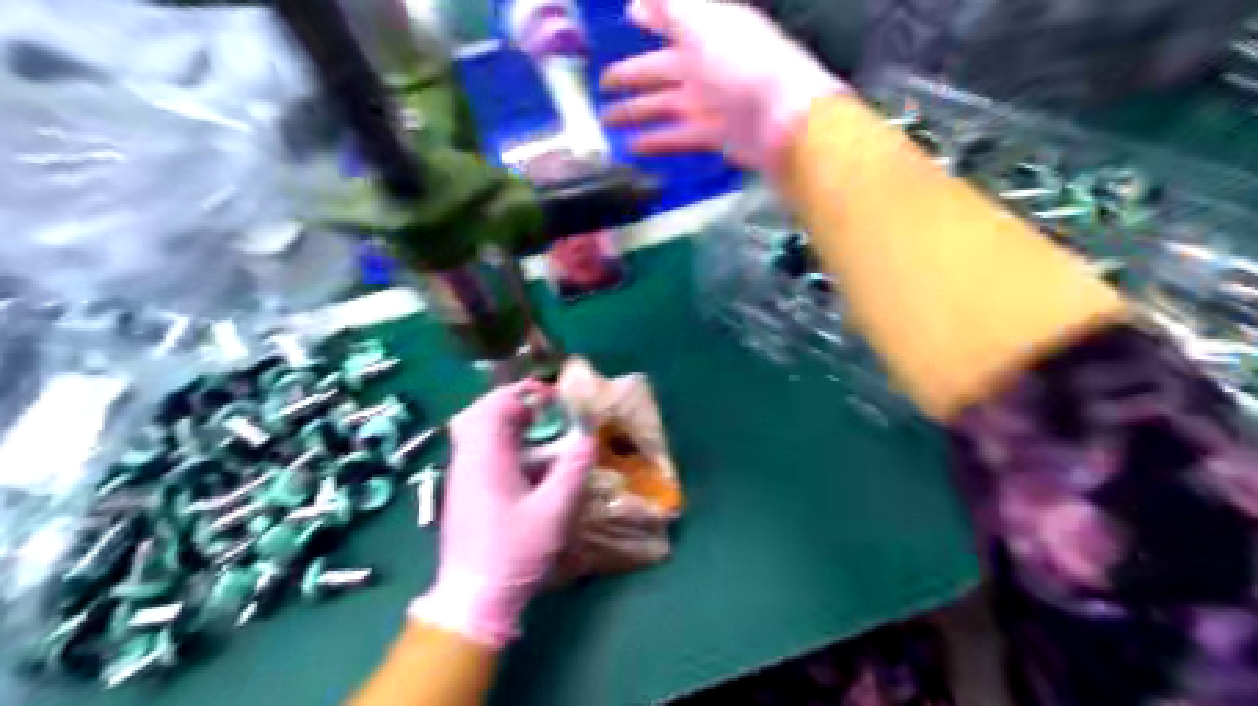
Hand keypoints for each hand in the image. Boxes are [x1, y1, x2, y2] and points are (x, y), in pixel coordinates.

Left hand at [410, 380, 595, 644]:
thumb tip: (588, 439)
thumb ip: (572, 471)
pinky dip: (501, 442)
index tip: (551, 397)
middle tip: (542, 411)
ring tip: (538, 431)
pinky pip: (478, 451)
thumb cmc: (513, 553)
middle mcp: (467, 461)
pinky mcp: (464, 492)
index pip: (493, 406)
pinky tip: (526, 462)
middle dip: (511, 403)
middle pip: (478, 413)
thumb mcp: (553, 513)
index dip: (522, 393)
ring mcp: (461, 477)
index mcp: (485, 459)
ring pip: (475, 431)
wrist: (473, 599)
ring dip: (505, 422)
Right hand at [595, 0, 844, 172]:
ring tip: (608, 121)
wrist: (783, 118)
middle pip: (661, 70)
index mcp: (706, 31)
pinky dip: (655, 141)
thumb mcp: (702, 20)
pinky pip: (678, 137)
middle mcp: (707, 65)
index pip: (671, 20)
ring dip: (636, 112)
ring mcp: (712, 103)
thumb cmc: (745, 62)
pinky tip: (634, 146)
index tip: (629, 15)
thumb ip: (669, 6)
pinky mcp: (715, 135)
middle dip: (631, 76)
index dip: (650, 17)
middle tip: (604, 84)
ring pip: (665, 106)